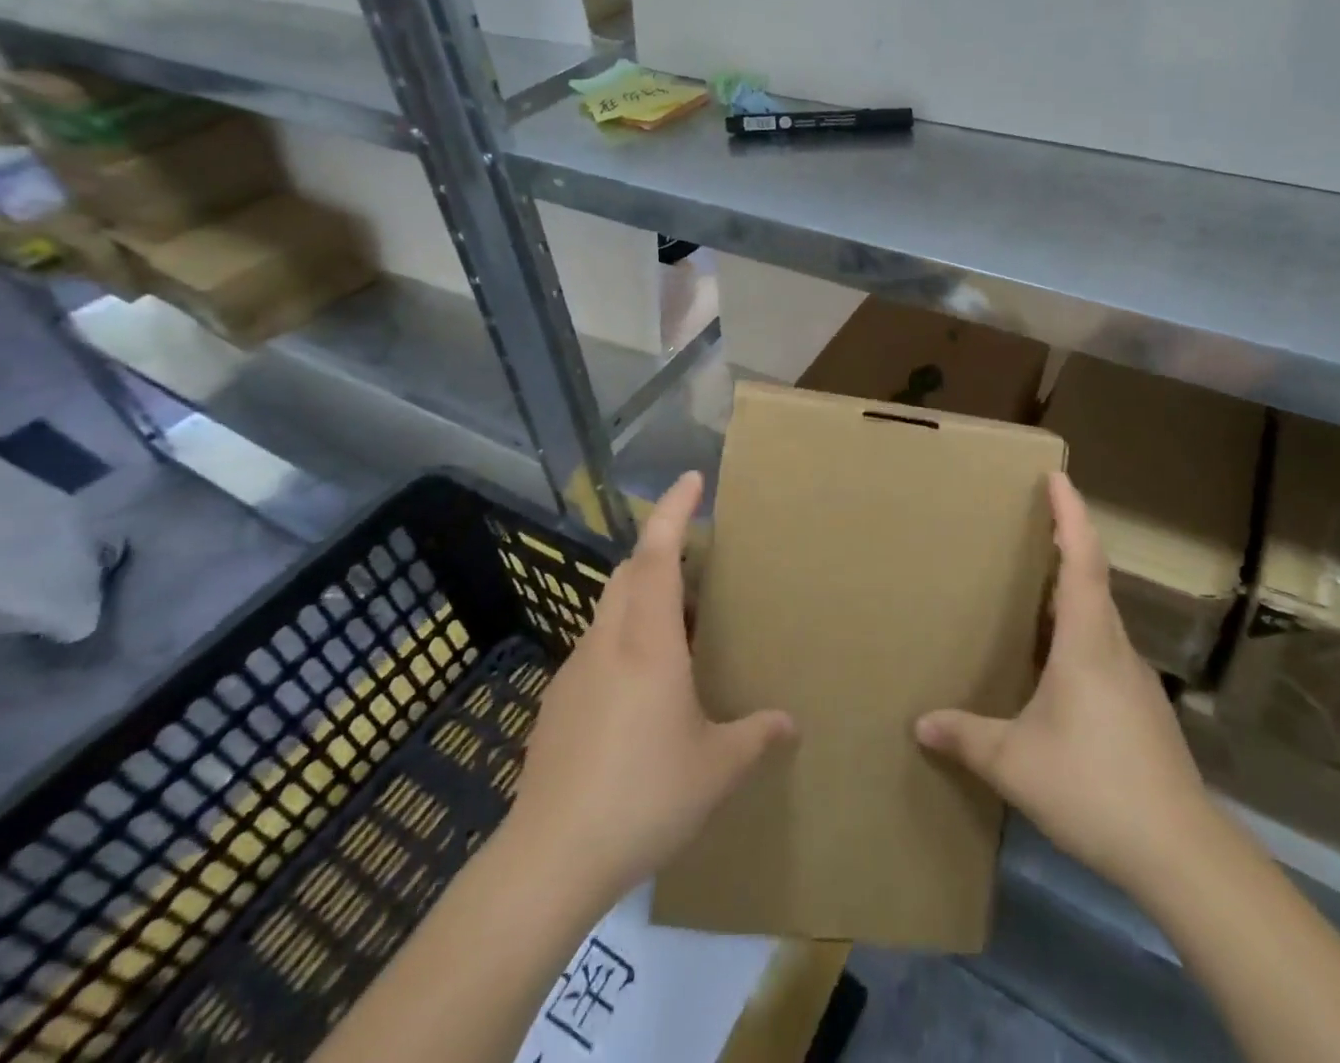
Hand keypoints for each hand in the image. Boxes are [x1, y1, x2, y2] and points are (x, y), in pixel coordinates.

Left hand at [503, 472, 794, 908]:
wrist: (550, 859)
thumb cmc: (643, 797)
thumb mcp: (715, 769)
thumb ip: (756, 737)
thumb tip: (789, 722)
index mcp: (648, 642)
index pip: (657, 554)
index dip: (673, 511)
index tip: (692, 479)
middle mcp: (608, 642)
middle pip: (628, 572)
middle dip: (660, 549)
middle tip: (698, 558)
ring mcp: (575, 671)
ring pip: (610, 609)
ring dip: (642, 597)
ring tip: (678, 626)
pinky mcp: (557, 704)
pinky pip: (597, 648)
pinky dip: (624, 640)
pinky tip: (642, 689)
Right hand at [915, 472, 1214, 893]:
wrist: (1181, 853)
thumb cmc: (1094, 787)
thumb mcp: (1015, 763)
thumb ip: (966, 737)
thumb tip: (920, 724)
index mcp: (1088, 642)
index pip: (1082, 561)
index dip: (1071, 515)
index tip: (1058, 477)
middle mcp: (1116, 648)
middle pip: (1094, 580)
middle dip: (1068, 544)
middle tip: (1033, 524)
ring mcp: (1135, 680)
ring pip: (1101, 618)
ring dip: (1073, 592)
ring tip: (1034, 592)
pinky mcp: (1143, 709)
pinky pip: (1106, 651)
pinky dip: (1080, 635)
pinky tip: (1057, 667)